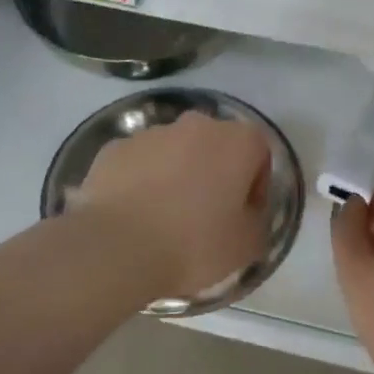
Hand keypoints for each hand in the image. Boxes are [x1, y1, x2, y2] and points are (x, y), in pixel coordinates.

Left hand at [72, 111, 272, 302]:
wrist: (118, 249)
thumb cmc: (194, 244)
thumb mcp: (247, 245)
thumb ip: (257, 220)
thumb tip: (248, 213)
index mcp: (237, 141)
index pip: (259, 152)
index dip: (255, 184)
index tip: (244, 215)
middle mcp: (196, 125)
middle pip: (214, 144)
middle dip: (214, 172)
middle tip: (207, 214)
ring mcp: (151, 132)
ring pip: (174, 150)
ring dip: (176, 174)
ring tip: (165, 217)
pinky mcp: (115, 148)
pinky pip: (139, 162)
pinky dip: (141, 180)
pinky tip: (135, 215)